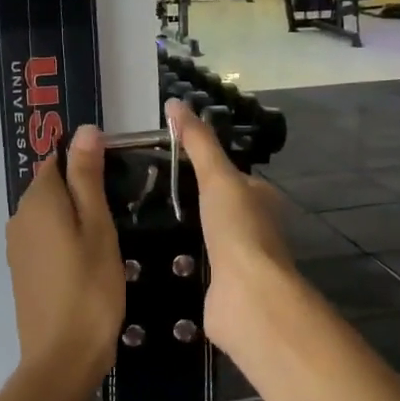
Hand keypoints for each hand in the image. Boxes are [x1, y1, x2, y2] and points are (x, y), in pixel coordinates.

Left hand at [6, 124, 124, 393]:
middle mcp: (19, 217)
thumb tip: (84, 130)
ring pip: (49, 214)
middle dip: (81, 189)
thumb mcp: (98, 228)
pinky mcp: (22, 271)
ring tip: (110, 234)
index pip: (56, 160)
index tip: (118, 180)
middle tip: (121, 209)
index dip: (86, 162)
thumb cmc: (90, 289)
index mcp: (38, 201)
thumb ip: (88, 178)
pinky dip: (65, 238)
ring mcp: (18, 246)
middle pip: (51, 187)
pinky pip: (44, 238)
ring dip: (75, 215)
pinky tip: (89, 258)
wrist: (62, 357)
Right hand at [164, 99, 300, 364]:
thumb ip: (197, 142)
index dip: (202, 165)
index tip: (162, 160)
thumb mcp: (217, 176)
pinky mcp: (221, 288)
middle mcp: (253, 228)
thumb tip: (175, 103)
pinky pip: (195, 267)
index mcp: (260, 199)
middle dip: (187, 202)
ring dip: (181, 234)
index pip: (229, 175)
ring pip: (205, 238)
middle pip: (216, 207)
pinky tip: (150, 259)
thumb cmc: (238, 230)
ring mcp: (238, 260)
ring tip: (139, 224)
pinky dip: (178, 262)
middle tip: (143, 193)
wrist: (247, 297)